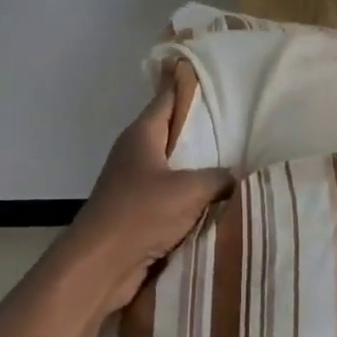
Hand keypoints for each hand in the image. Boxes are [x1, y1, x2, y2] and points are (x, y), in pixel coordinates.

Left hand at [58, 88, 233, 316]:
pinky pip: (169, 193)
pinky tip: (214, 197)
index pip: (167, 98)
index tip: (208, 71)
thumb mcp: (189, 190)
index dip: (185, 83)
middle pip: (171, 131)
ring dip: (195, 164)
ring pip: (171, 164)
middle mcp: (135, 152)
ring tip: (233, 157)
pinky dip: (188, 193)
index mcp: (142, 134)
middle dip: (200, 126)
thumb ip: (218, 178)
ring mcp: (132, 182)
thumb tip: (236, 176)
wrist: (100, 265)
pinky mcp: (135, 210)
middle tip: (236, 117)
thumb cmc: (141, 213)